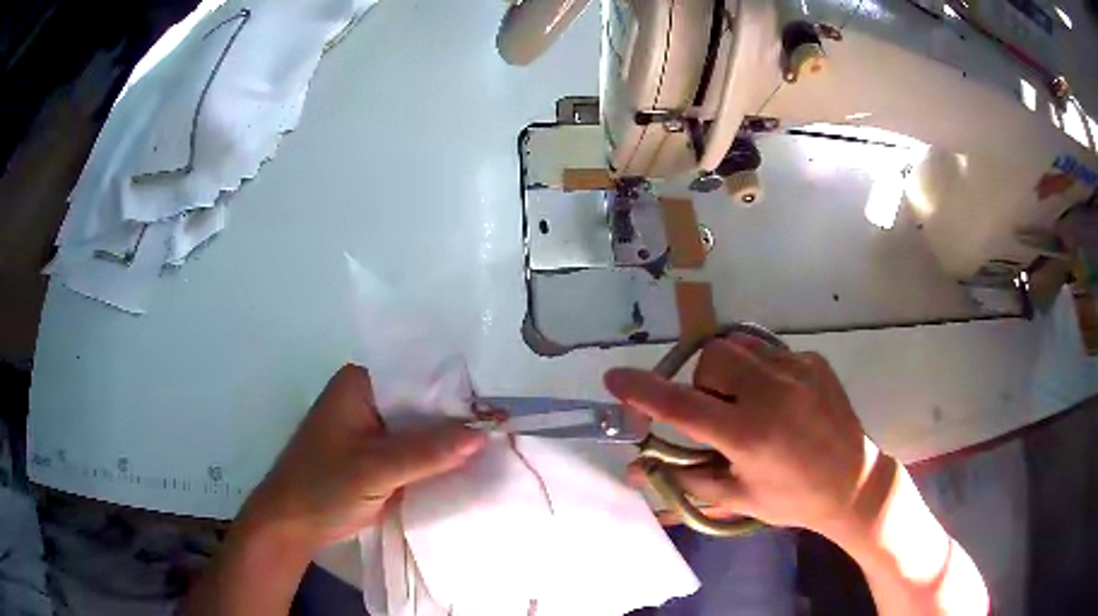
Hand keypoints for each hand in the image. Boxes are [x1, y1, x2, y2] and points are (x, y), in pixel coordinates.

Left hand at [239, 364, 485, 547]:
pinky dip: (435, 459)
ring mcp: (372, 428)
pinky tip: (465, 467)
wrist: (292, 525)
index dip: (457, 392)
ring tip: (495, 448)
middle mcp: (368, 398)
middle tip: (503, 431)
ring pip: (420, 428)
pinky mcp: (377, 454)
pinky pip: (414, 450)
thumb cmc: (323, 486)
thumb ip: (426, 451)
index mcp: (360, 384)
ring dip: (448, 441)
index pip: (418, 376)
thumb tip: (482, 434)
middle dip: (456, 419)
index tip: (496, 411)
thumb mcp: (375, 468)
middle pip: (422, 402)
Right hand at [604, 335, 878, 538]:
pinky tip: (779, 398)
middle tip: (718, 411)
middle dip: (703, 380)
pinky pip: (769, 349)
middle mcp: (773, 393)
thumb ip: (685, 479)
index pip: (684, 406)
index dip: (644, 391)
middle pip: (713, 357)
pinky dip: (760, 368)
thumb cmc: (793, 499)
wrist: (854, 483)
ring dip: (729, 370)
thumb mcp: (738, 496)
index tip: (614, 379)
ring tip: (748, 400)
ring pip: (740, 345)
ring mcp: (798, 370)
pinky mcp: (814, 360)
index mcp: (750, 434)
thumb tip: (636, 471)